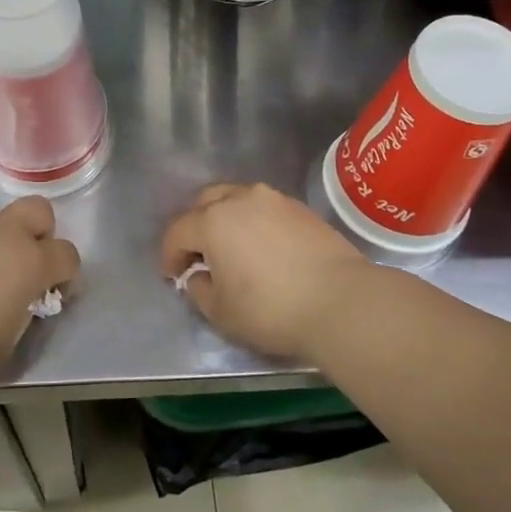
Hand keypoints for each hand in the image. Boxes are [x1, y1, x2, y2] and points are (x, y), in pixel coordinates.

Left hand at [0, 197, 79, 381]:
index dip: (68, 276)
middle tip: (25, 267)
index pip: (68, 255)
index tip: (54, 295)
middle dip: (41, 234)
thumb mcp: (5, 345)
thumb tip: (20, 304)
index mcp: (30, 263)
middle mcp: (5, 234)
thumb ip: (23, 316)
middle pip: (40, 212)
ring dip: (0, 244)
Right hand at [160, 183, 372, 364]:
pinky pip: (264, 208)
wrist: (341, 301)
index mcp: (213, 221)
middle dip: (195, 226)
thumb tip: (199, 275)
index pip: (178, 231)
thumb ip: (199, 290)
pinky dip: (254, 221)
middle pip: (205, 202)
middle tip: (199, 255)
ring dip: (226, 218)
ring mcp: (273, 199)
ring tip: (232, 247)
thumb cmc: (272, 309)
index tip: (171, 275)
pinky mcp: (300, 208)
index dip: (169, 254)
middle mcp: (240, 199)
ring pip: (237, 198)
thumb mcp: (221, 313)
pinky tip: (262, 247)